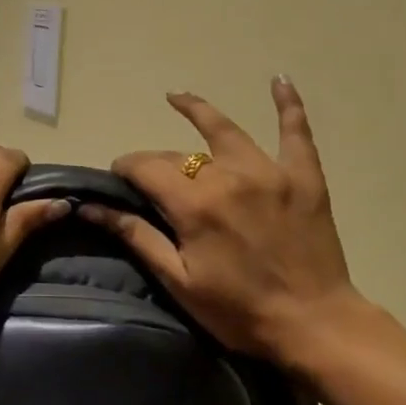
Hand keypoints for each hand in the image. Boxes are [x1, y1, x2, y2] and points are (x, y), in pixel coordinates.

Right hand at [82, 78, 365, 366]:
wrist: (314, 323)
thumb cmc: (238, 310)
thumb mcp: (178, 281)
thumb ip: (137, 237)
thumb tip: (92, 208)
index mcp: (195, 204)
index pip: (146, 168)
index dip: (125, 168)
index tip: (117, 177)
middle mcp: (229, 176)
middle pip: (180, 154)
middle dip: (156, 161)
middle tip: (148, 177)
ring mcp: (270, 171)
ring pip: (226, 130)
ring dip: (198, 111)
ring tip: (177, 97)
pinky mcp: (304, 177)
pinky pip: (296, 132)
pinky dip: (288, 105)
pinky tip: (279, 80)